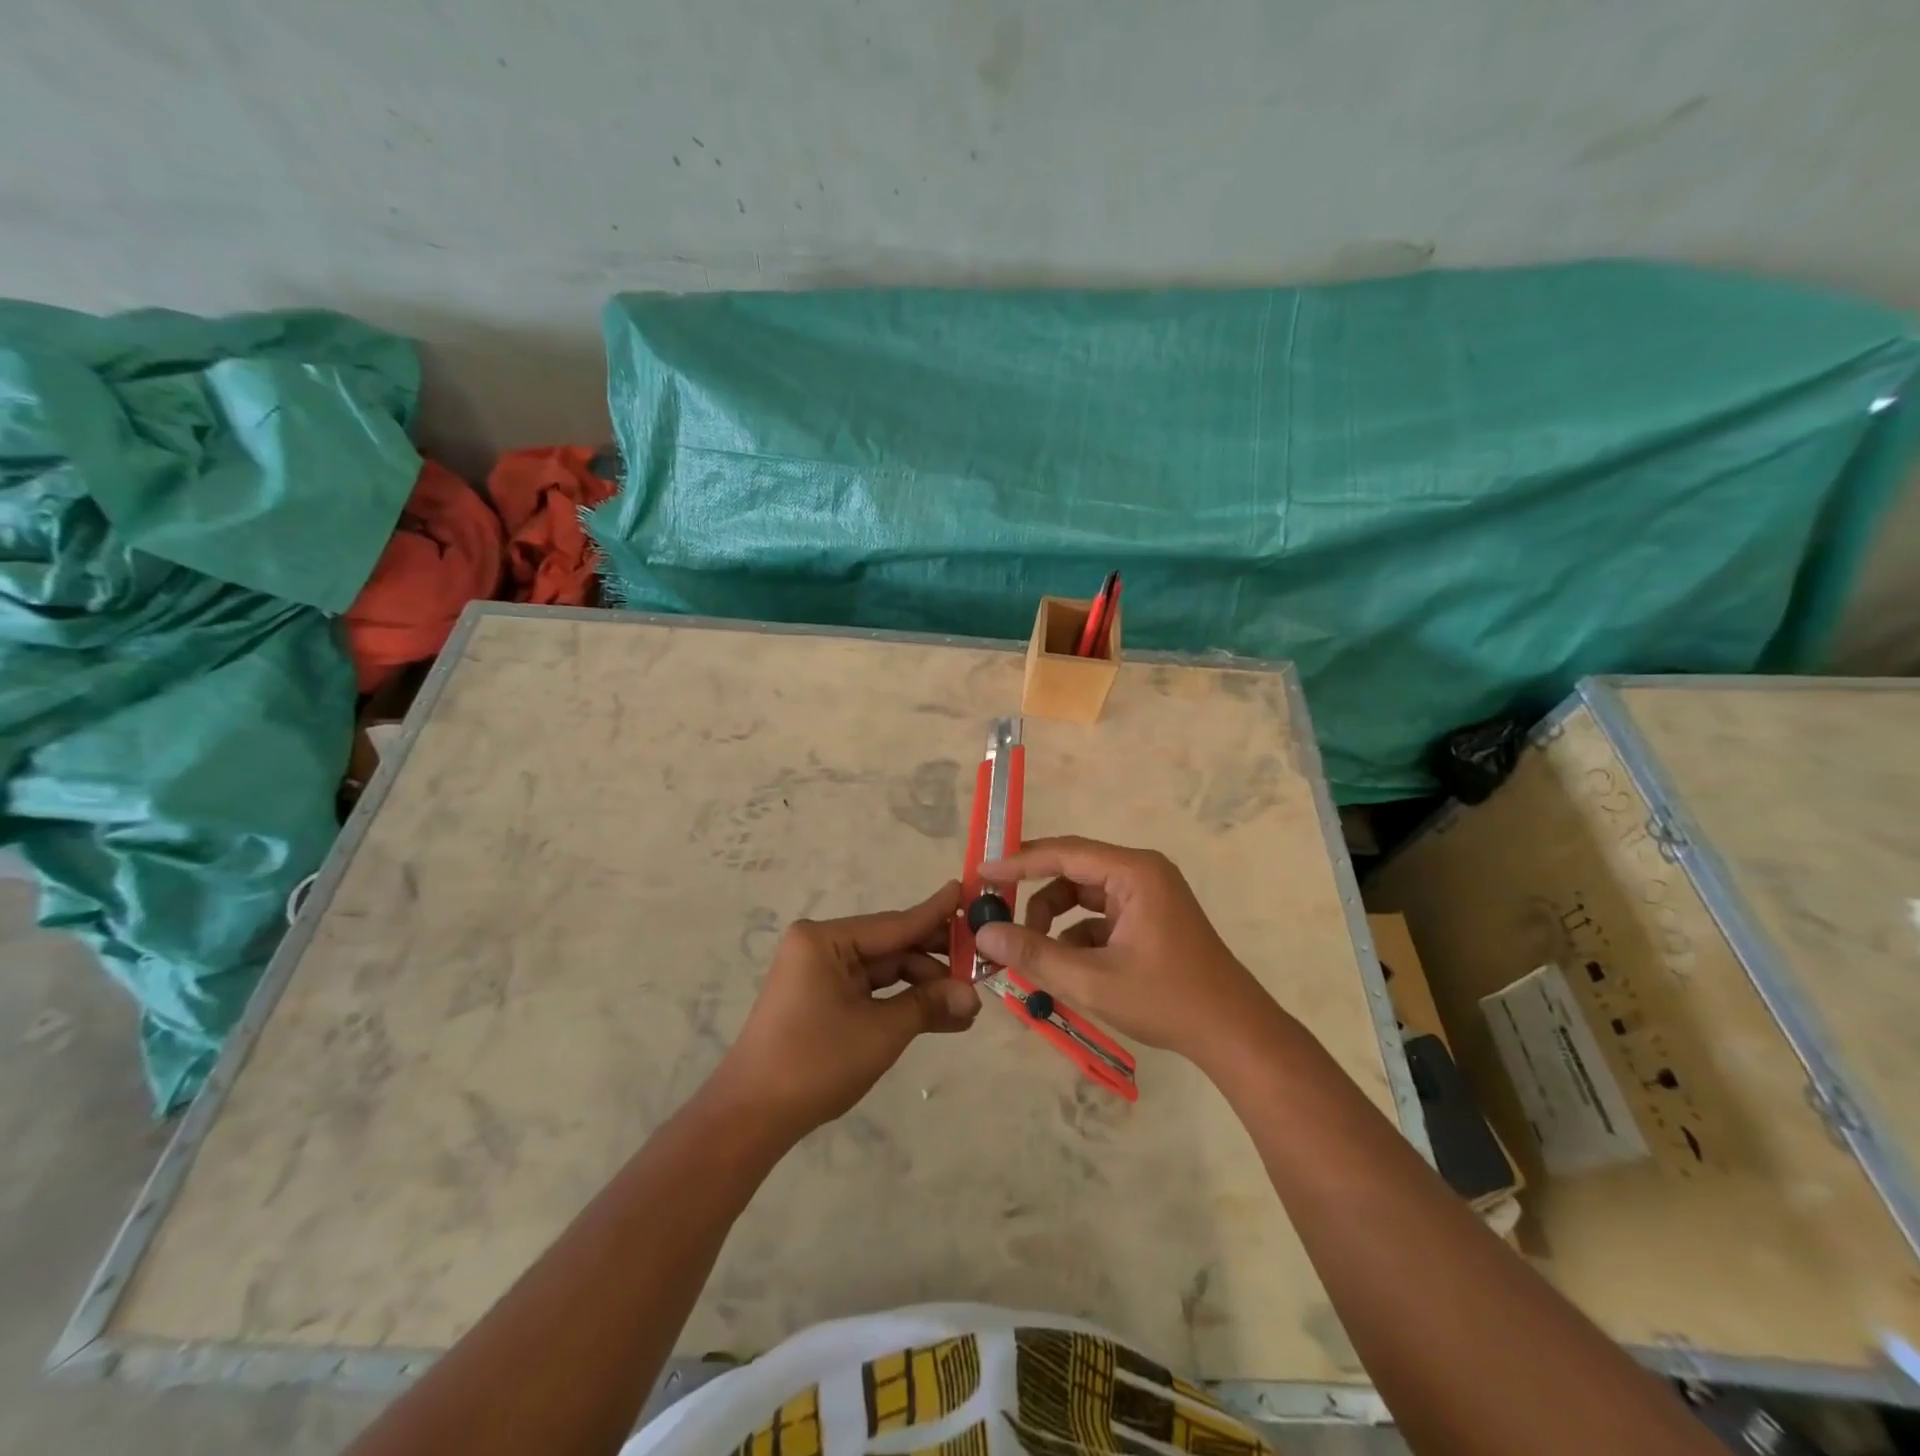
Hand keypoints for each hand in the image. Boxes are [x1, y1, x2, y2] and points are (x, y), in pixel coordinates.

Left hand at [707, 882, 979, 1139]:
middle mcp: (821, 946)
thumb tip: (974, 997)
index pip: (895, 923)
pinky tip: (940, 1016)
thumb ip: (928, 1005)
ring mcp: (819, 973)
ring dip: (923, 988)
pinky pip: (870, 991)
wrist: (751, 1117)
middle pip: (891, 947)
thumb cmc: (815, 1062)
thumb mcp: (880, 1032)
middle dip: (935, 962)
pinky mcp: (821, 999)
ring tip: (968, 1006)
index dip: (936, 914)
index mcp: (825, 939)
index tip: (968, 892)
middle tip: (981, 966)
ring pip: (884, 971)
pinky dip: (901, 1003)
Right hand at [975, 837, 1279, 1064]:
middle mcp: (1140, 873)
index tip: (981, 874)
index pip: (1064, 853)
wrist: (1233, 1034)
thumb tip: (984, 933)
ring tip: (1031, 955)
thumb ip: (1035, 954)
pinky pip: (1099, 917)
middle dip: (1035, 897)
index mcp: (1134, 872)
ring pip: (1082, 897)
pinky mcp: (1148, 920)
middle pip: (1072, 872)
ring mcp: (1146, 897)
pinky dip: (1076, 938)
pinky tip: (1065, 969)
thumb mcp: (1092, 980)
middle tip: (998, 918)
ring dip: (1054, 922)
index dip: (1019, 862)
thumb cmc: (1167, 1000)